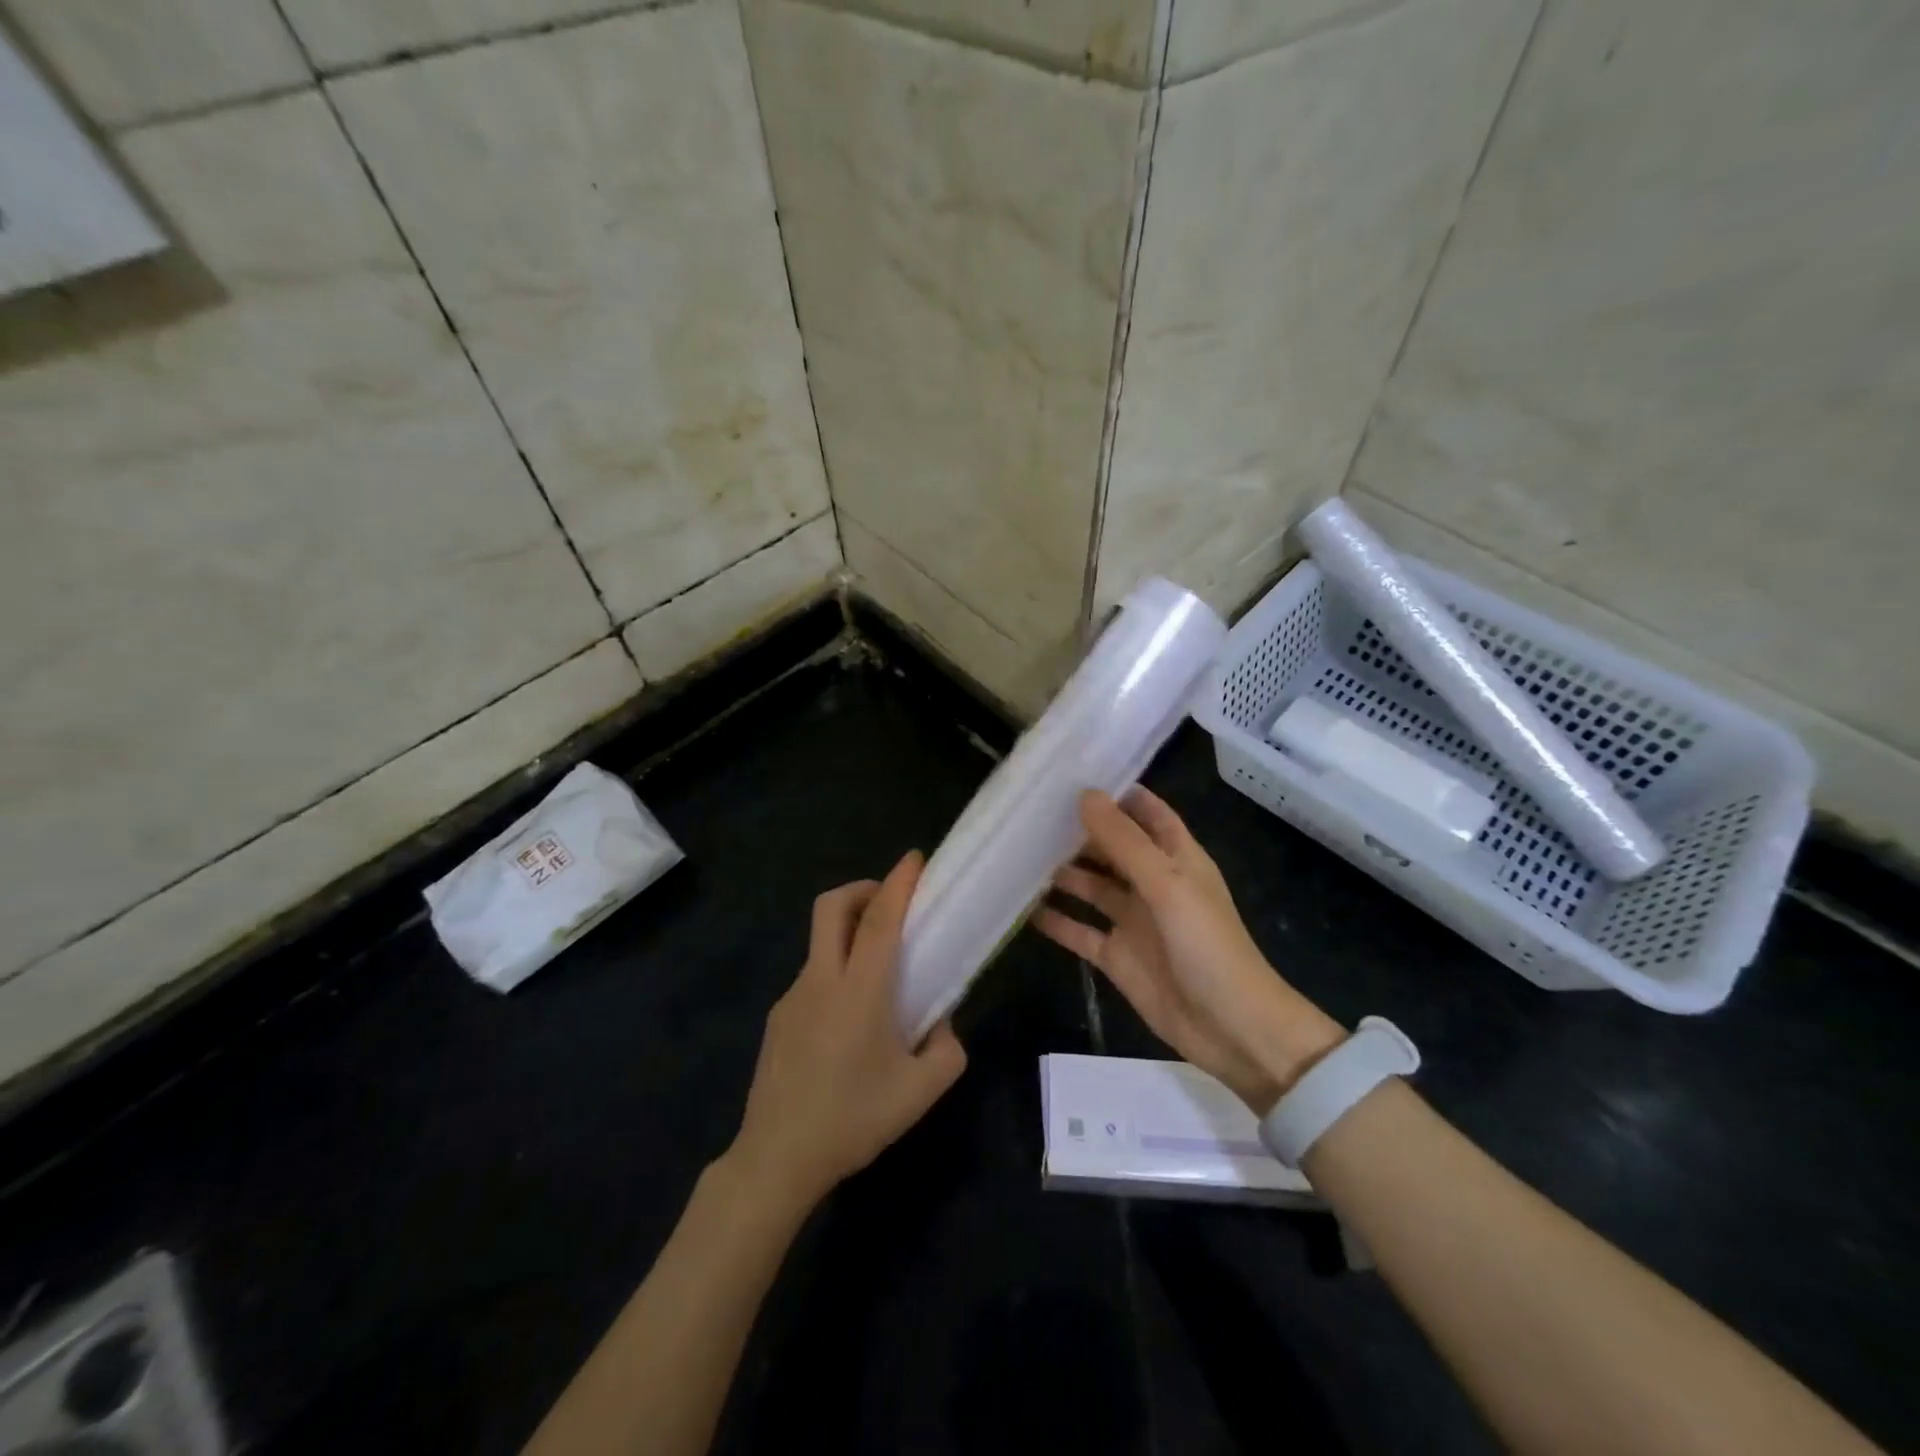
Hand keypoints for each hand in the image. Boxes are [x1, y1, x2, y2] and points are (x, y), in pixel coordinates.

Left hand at [729, 851, 967, 1211]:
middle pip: (832, 907)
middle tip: (891, 903)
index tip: (914, 859)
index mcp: (859, 992)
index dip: (898, 883)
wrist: (777, 1159)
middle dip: (863, 889)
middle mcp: (821, 981)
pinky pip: (813, 978)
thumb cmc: (853, 1120)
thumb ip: (947, 1050)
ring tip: (879, 977)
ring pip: (821, 942)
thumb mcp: (920, 1093)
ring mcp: (793, 997)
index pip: (879, 920)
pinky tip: (849, 1024)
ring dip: (850, 935)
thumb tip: (942, 1023)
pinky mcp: (778, 1017)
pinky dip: (836, 973)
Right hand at [1034, 788, 1344, 1112]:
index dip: (1116, 793)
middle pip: (1112, 847)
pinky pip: (1080, 930)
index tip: (1073, 774)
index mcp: (1176, 857)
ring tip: (1019, 853)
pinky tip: (1023, 908)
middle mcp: (1152, 883)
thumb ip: (1125, 841)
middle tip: (1031, 812)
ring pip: (1091, 886)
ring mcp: (1133, 920)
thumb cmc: (1206, 945)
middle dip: (1079, 830)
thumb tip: (1085, 794)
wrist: (1231, 1028)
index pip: (1146, 812)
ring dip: (1062, 872)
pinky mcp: (1117, 956)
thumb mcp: (1167, 884)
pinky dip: (1057, 920)